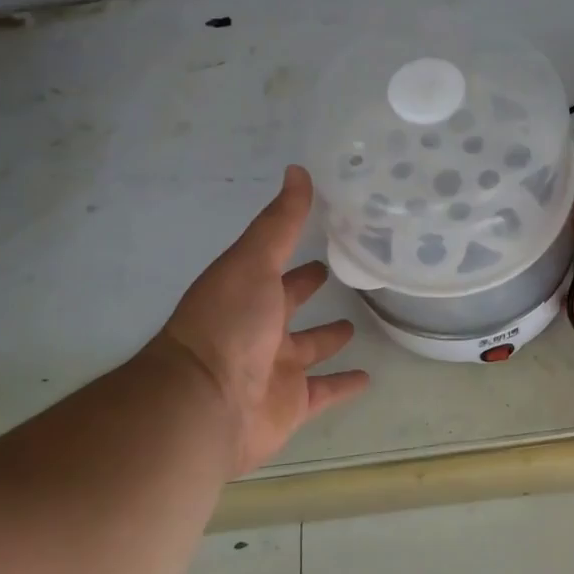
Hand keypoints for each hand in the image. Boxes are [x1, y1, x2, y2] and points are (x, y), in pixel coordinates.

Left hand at [153, 165, 368, 474]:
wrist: (205, 404)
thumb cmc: (229, 323)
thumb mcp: (253, 261)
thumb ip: (280, 222)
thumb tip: (298, 169)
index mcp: (248, 293)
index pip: (277, 267)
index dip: (297, 254)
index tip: (326, 235)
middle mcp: (260, 328)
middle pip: (290, 305)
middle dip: (308, 290)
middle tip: (341, 274)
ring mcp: (276, 368)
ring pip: (309, 349)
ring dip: (329, 338)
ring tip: (357, 325)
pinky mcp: (292, 404)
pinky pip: (324, 392)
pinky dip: (344, 385)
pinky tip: (368, 377)